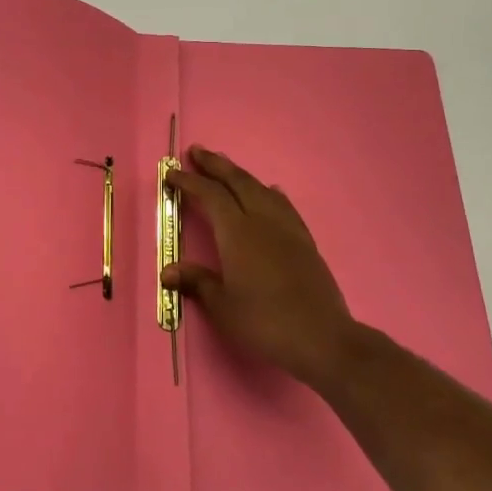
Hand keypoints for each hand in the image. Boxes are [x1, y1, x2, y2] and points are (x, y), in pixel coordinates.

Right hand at [164, 146, 359, 389]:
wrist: (322, 338)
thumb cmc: (265, 322)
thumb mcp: (223, 306)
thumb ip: (197, 282)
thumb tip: (168, 271)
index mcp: (237, 233)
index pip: (210, 196)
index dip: (189, 182)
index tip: (171, 174)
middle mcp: (262, 221)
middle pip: (237, 182)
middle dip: (215, 165)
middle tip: (197, 152)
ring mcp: (287, 229)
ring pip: (261, 189)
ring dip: (241, 175)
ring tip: (227, 168)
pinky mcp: (305, 241)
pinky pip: (283, 205)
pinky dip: (269, 193)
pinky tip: (270, 193)